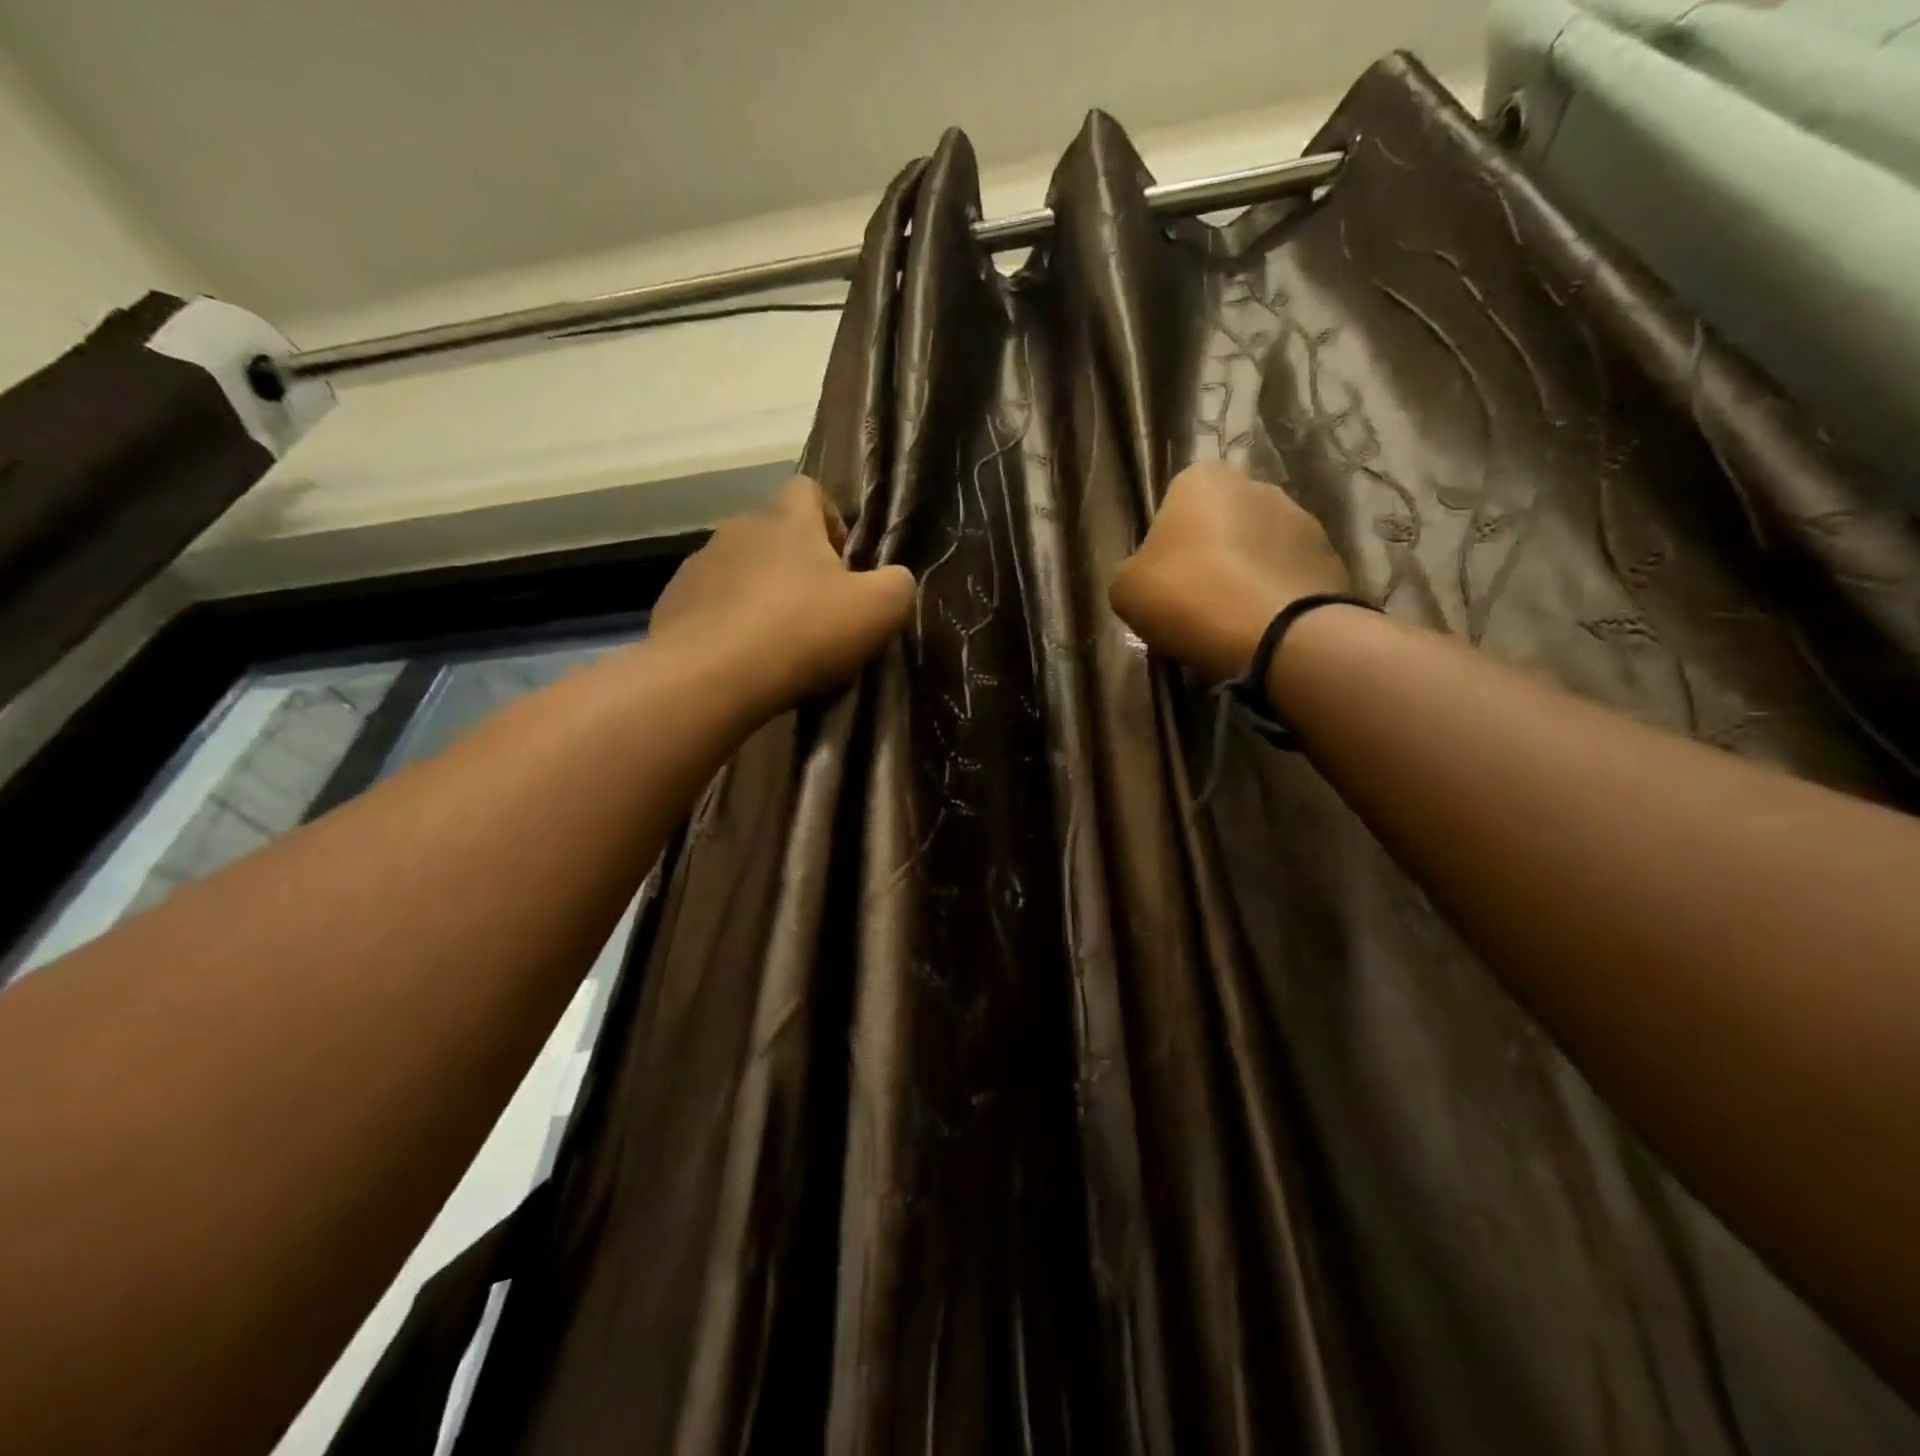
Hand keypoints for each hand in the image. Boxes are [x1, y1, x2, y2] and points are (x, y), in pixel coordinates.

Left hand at [650, 476, 915, 718]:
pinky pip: (710, 606)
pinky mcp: (672, 606)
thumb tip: (895, 581)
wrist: (710, 677)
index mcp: (787, 521)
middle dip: (798, 566)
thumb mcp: (878, 611)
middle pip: (774, 534)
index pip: (809, 490)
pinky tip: (742, 661)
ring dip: (761, 596)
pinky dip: (728, 625)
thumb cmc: (802, 632)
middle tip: (819, 612)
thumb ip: (898, 586)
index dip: (831, 520)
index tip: (844, 563)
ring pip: (740, 571)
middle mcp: (738, 530)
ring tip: (778, 643)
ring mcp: (698, 567)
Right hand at [1109, 462, 1350, 681]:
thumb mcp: (1126, 590)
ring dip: (1246, 574)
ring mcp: (1302, 519)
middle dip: (1211, 555)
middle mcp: (1256, 485)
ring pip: (1259, 549)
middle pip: (1222, 523)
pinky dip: (1275, 596)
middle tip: (1195, 602)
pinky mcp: (1331, 557)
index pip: (1175, 503)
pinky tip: (1262, 628)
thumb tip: (1146, 577)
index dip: (1166, 544)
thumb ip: (1132, 572)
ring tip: (1232, 621)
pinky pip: (1289, 576)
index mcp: (1202, 479)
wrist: (1275, 634)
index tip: (1163, 581)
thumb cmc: (1187, 597)